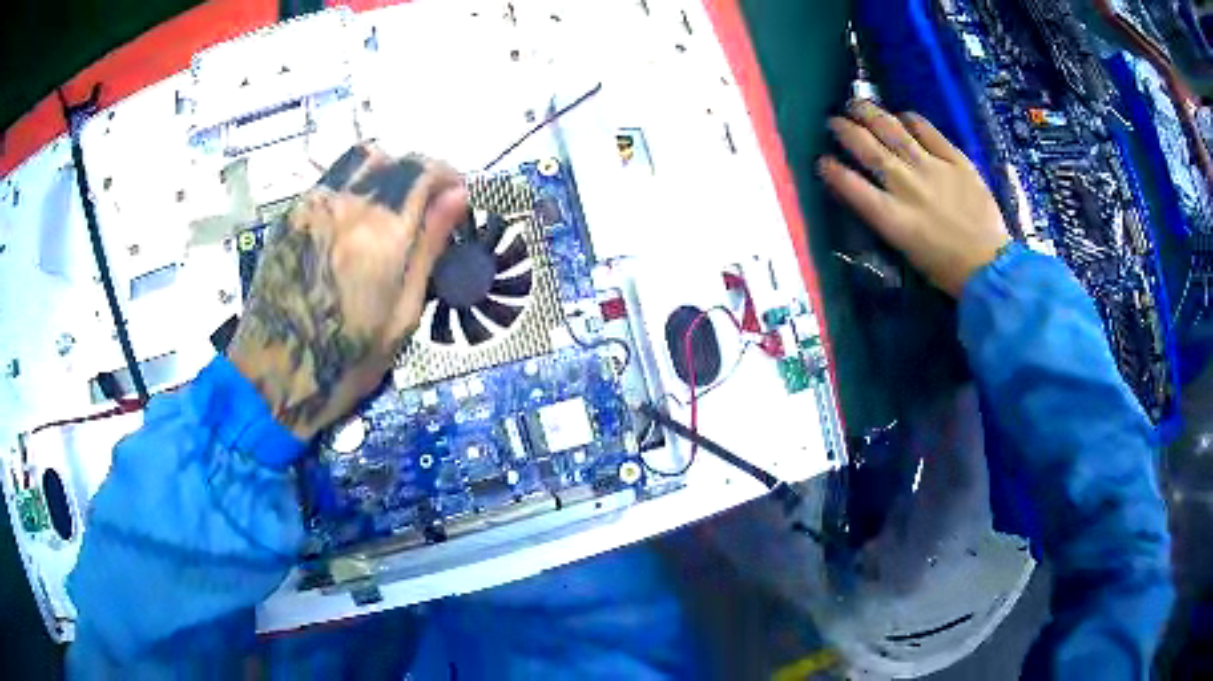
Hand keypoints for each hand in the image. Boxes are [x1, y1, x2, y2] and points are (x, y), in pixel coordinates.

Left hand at [229, 144, 467, 439]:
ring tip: (389, 211)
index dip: (448, 176)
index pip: (424, 169)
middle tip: (424, 208)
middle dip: (417, 174)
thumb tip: (457, 197)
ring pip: (358, 161)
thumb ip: (429, 247)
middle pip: (392, 157)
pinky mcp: (289, 216)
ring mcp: (311, 206)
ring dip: (384, 174)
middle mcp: (345, 204)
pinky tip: (353, 226)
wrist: (273, 376)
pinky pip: (331, 181)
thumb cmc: (346, 361)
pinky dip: (353, 188)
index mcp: (381, 232)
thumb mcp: (402, 315)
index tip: (456, 197)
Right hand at [818, 101, 1010, 296]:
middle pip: (868, 149)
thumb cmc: (946, 268)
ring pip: (893, 132)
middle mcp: (906, 186)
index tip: (822, 160)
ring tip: (857, 104)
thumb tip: (869, 193)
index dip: (832, 170)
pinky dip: (913, 120)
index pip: (850, 185)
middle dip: (846, 131)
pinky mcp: (955, 160)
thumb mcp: (905, 250)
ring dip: (871, 114)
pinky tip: (903, 115)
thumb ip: (884, 217)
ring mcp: (932, 168)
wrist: (989, 266)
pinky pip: (929, 132)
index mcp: (891, 216)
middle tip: (834, 121)